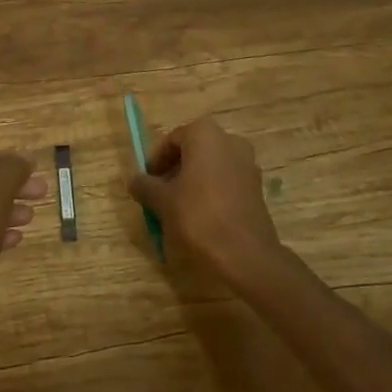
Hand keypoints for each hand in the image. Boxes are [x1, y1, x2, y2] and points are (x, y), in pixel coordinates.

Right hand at [127, 117, 283, 283]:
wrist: (246, 256)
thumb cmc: (199, 217)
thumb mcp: (162, 201)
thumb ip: (145, 186)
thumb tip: (134, 180)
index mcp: (205, 134)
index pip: (172, 140)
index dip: (156, 161)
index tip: (147, 182)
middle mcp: (229, 141)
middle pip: (193, 151)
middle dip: (175, 170)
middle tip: (161, 194)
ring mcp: (247, 164)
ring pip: (211, 167)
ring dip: (194, 182)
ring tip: (179, 208)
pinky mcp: (257, 188)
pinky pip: (227, 182)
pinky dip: (212, 192)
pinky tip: (202, 217)